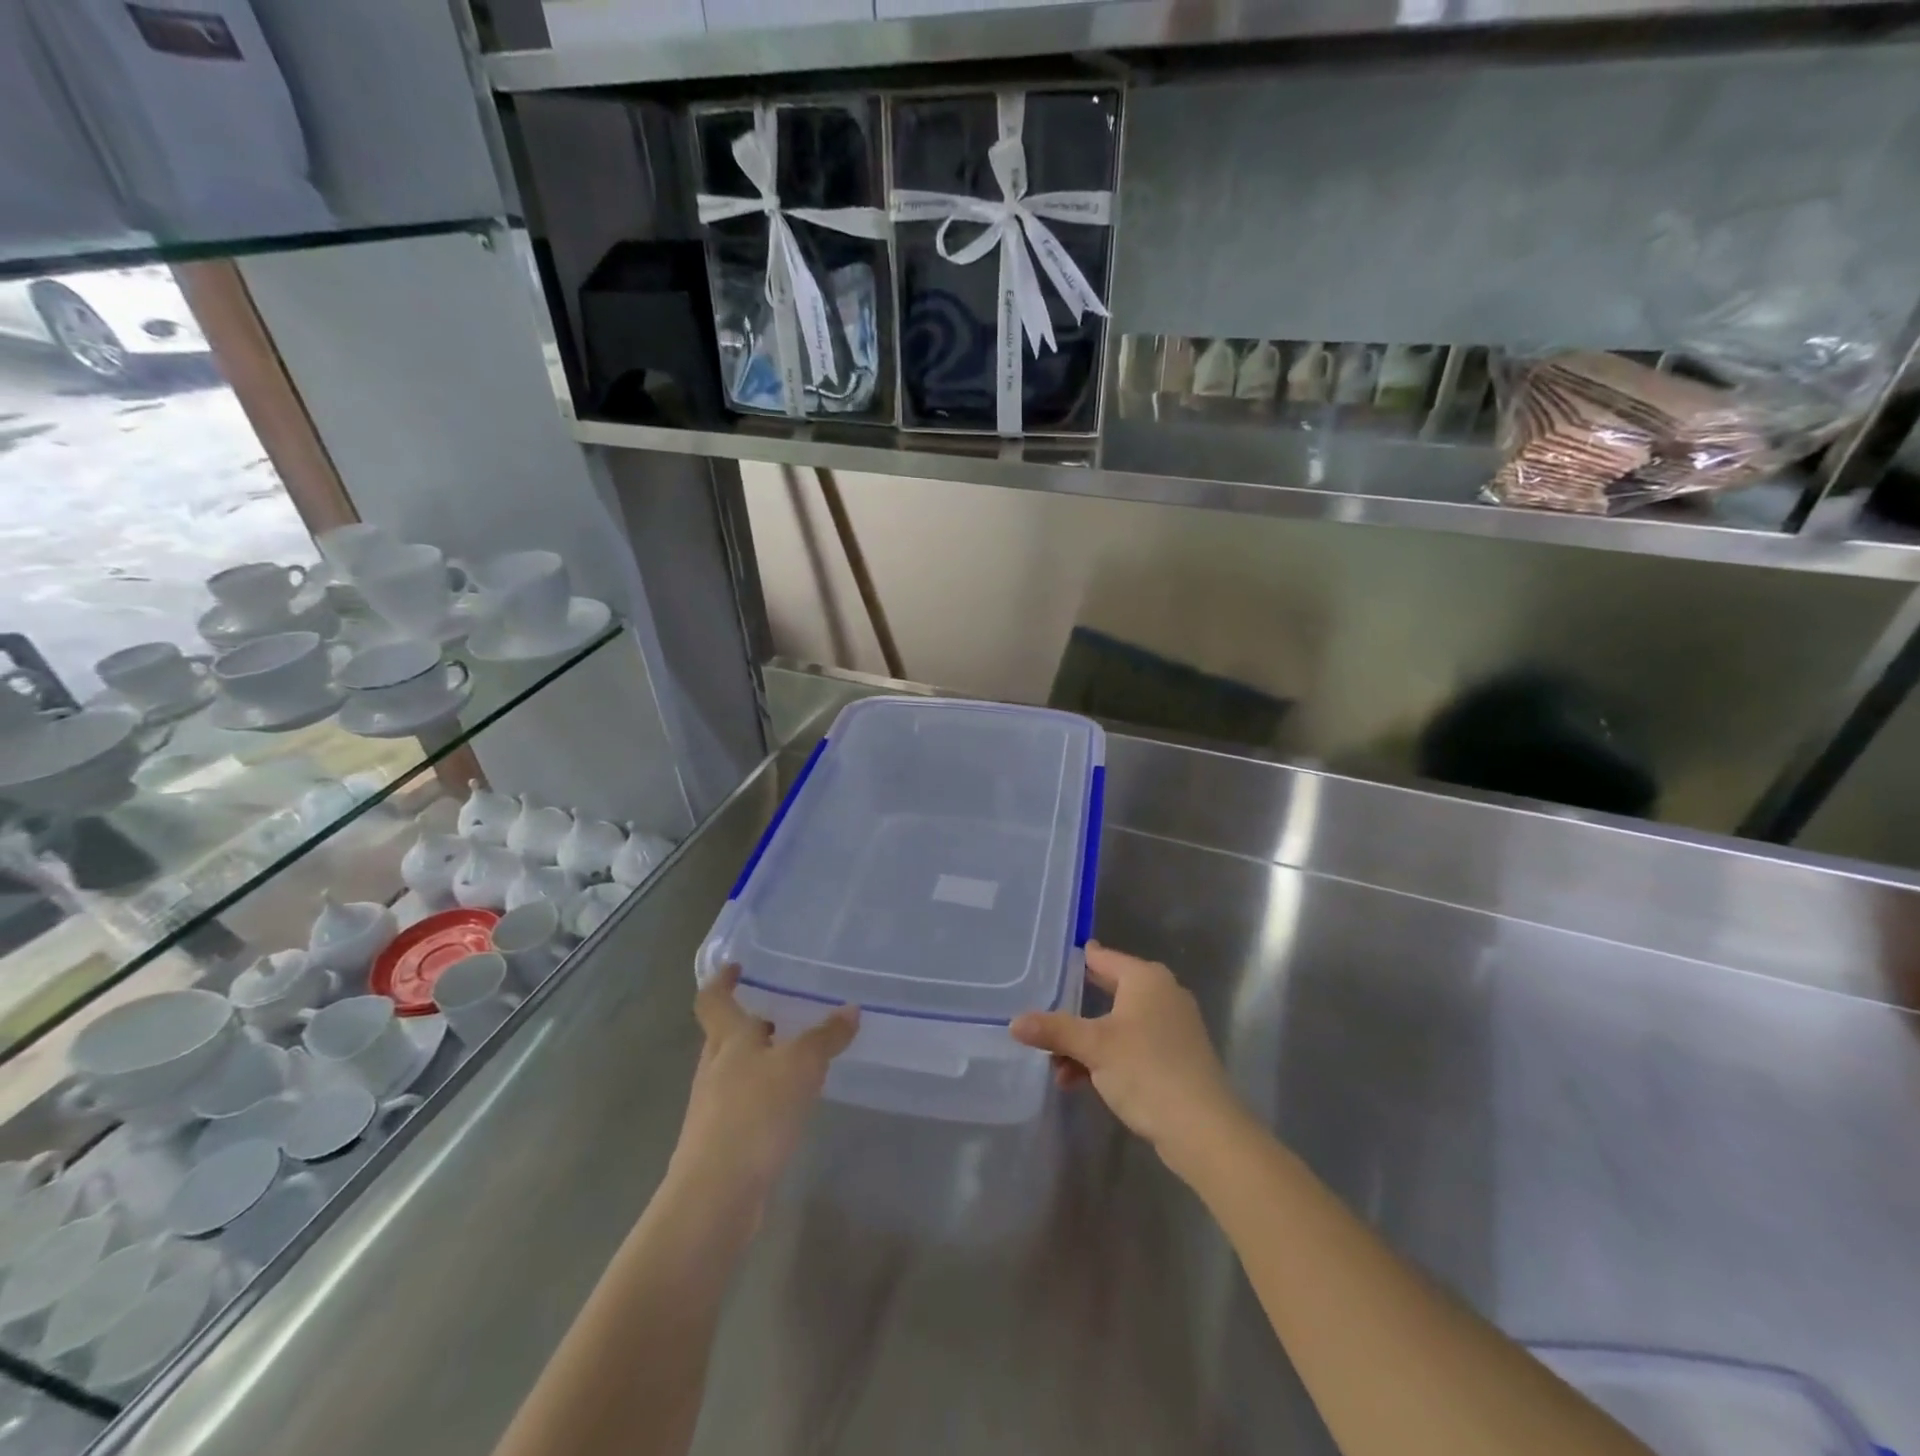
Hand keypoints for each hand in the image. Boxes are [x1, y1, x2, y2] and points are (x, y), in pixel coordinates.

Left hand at [667, 967, 858, 1213]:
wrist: (715, 1197)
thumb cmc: (754, 1114)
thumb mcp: (801, 1066)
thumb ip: (826, 1036)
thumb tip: (851, 1009)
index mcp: (727, 1040)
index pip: (713, 999)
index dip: (722, 980)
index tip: (736, 966)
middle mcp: (714, 1068)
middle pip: (724, 1035)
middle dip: (749, 1021)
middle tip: (779, 1009)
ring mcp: (713, 1107)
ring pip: (735, 1069)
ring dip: (759, 1058)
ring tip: (793, 1053)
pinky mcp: (722, 1141)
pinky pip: (743, 1102)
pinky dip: (763, 1092)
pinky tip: (789, 1102)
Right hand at [1010, 942, 1248, 1180]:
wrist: (1203, 1129)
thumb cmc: (1146, 1070)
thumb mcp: (1093, 1048)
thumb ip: (1054, 1031)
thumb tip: (1014, 1023)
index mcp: (1146, 979)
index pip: (1102, 958)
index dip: (1075, 961)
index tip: (1046, 965)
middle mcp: (1162, 994)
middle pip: (1108, 993)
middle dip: (1075, 1011)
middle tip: (1042, 1014)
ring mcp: (1172, 1027)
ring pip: (1118, 1025)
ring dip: (1087, 1044)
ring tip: (1057, 1067)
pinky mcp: (1176, 1057)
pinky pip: (1132, 1046)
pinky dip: (1107, 1058)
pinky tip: (1080, 1082)